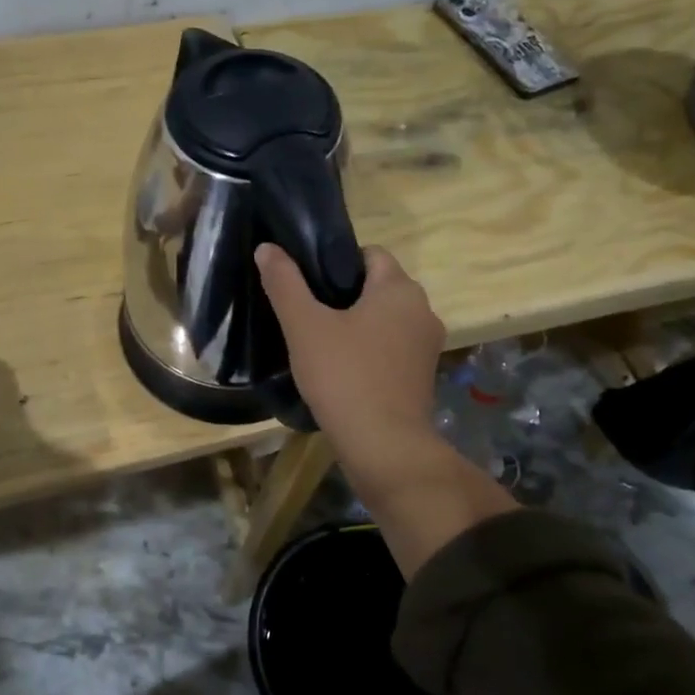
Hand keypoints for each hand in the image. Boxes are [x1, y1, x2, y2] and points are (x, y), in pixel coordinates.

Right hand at [255, 242, 444, 455]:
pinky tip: (343, 369)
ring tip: (320, 342)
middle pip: (379, 287)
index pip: (370, 254)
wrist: (383, 446)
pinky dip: (370, 351)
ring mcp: (427, 346)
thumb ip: (285, 283)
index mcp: (400, 289)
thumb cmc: (344, 376)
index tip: (307, 283)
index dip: (336, 262)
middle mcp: (423, 310)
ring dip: (358, 324)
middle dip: (344, 295)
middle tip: (307, 312)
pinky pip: (392, 348)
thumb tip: (267, 248)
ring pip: (386, 319)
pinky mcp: (423, 376)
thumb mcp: (304, 326)